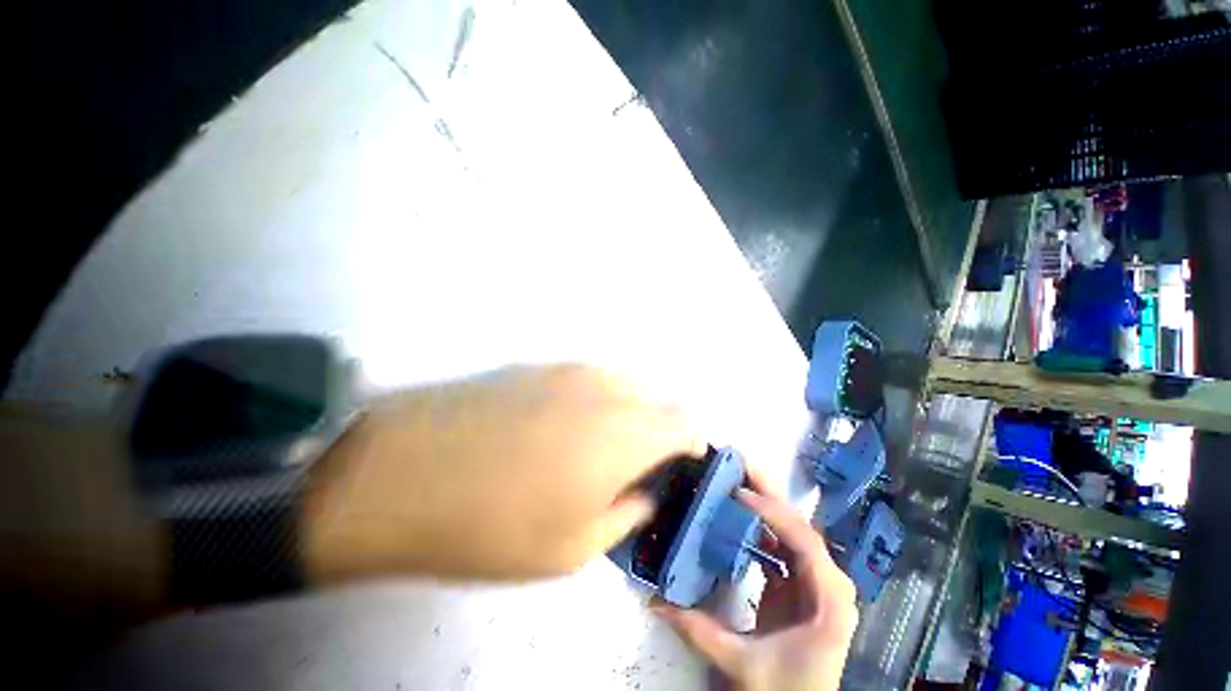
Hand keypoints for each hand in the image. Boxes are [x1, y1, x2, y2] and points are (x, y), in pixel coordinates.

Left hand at [303, 364, 705, 581]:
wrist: (400, 475)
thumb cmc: (489, 525)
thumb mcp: (571, 548)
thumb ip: (625, 514)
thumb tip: (645, 494)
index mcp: (623, 434)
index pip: (684, 424)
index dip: (692, 445)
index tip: (684, 465)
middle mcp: (606, 391)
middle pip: (659, 399)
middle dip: (664, 429)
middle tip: (645, 462)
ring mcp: (571, 371)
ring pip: (626, 383)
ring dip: (632, 411)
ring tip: (606, 446)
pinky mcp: (540, 366)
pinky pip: (592, 378)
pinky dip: (601, 399)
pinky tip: (570, 425)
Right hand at [652, 487, 858, 690]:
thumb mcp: (741, 663)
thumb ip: (697, 630)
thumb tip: (655, 601)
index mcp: (829, 602)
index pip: (804, 543)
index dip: (774, 513)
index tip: (740, 494)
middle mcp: (830, 585)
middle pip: (800, 528)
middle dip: (771, 496)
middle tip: (742, 466)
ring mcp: (816, 583)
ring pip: (792, 533)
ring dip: (767, 506)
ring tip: (739, 482)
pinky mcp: (800, 585)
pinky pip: (783, 547)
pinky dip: (763, 528)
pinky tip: (742, 516)